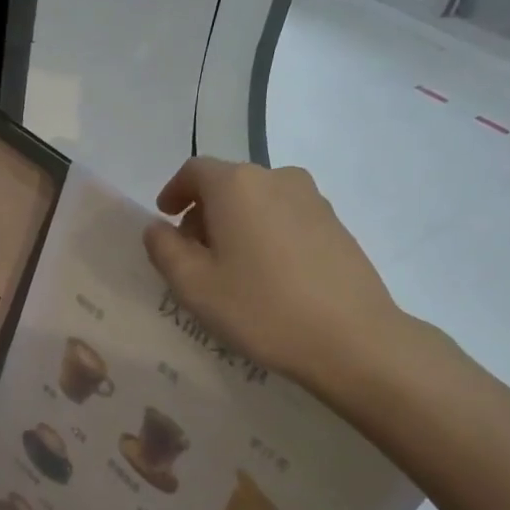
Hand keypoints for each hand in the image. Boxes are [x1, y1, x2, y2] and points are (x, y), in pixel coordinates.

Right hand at [142, 157, 412, 391]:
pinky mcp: (335, 224)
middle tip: (193, 256)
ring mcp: (312, 199)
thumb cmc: (261, 308)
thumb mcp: (194, 286)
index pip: (195, 171)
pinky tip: (267, 275)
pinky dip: (265, 234)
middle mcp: (276, 178)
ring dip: (236, 224)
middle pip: (228, 184)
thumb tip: (158, 228)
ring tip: (231, 268)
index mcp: (236, 185)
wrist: (351, 338)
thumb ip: (164, 250)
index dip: (174, 192)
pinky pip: (286, 217)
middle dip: (204, 212)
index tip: (165, 219)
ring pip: (259, 201)